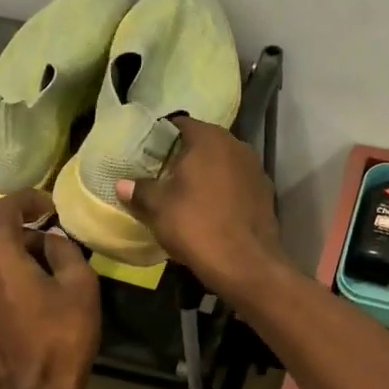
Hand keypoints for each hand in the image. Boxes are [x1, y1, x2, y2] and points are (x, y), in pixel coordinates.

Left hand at [0, 190, 100, 388]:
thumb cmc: (62, 338)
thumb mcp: (80, 287)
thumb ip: (65, 252)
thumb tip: (52, 239)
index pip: (1, 209)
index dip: (26, 199)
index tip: (49, 204)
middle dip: (4, 213)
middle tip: (35, 218)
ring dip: (1, 239)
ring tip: (37, 252)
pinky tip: (25, 279)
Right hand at [117, 118, 286, 298]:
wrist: (245, 264)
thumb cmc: (196, 226)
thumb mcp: (158, 208)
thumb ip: (140, 190)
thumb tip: (122, 184)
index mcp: (210, 139)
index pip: (180, 124)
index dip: (162, 137)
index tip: (148, 154)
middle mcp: (237, 146)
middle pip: (204, 144)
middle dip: (185, 157)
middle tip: (163, 175)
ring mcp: (256, 170)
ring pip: (223, 165)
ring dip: (207, 175)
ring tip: (187, 195)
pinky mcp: (266, 195)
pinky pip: (237, 186)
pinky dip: (224, 193)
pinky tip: (212, 212)